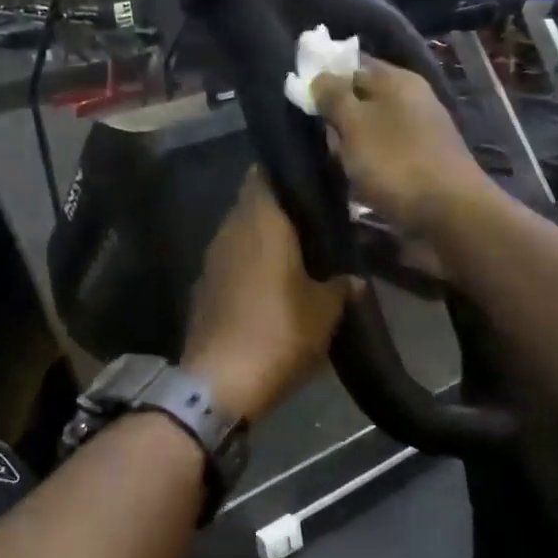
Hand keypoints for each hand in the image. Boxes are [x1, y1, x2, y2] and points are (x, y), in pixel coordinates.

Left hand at [182, 171, 352, 420]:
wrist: (220, 384)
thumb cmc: (279, 334)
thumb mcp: (325, 312)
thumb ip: (341, 286)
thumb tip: (353, 279)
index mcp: (261, 221)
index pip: (267, 172)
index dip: (291, 172)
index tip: (316, 180)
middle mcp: (230, 230)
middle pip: (254, 202)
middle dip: (282, 208)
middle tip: (316, 221)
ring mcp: (211, 259)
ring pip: (241, 233)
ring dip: (265, 238)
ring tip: (299, 253)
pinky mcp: (203, 288)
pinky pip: (231, 262)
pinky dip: (250, 265)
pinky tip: (271, 285)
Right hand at [310, 59, 490, 233]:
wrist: (449, 213)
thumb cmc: (396, 162)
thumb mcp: (355, 124)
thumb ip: (333, 97)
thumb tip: (319, 76)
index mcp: (397, 80)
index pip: (353, 64)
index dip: (326, 77)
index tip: (303, 99)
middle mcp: (412, 99)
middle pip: (362, 99)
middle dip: (337, 118)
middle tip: (322, 140)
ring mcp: (420, 131)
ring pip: (371, 130)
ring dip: (351, 146)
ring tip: (340, 165)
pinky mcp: (422, 161)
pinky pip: (385, 154)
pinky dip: (369, 164)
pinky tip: (360, 182)